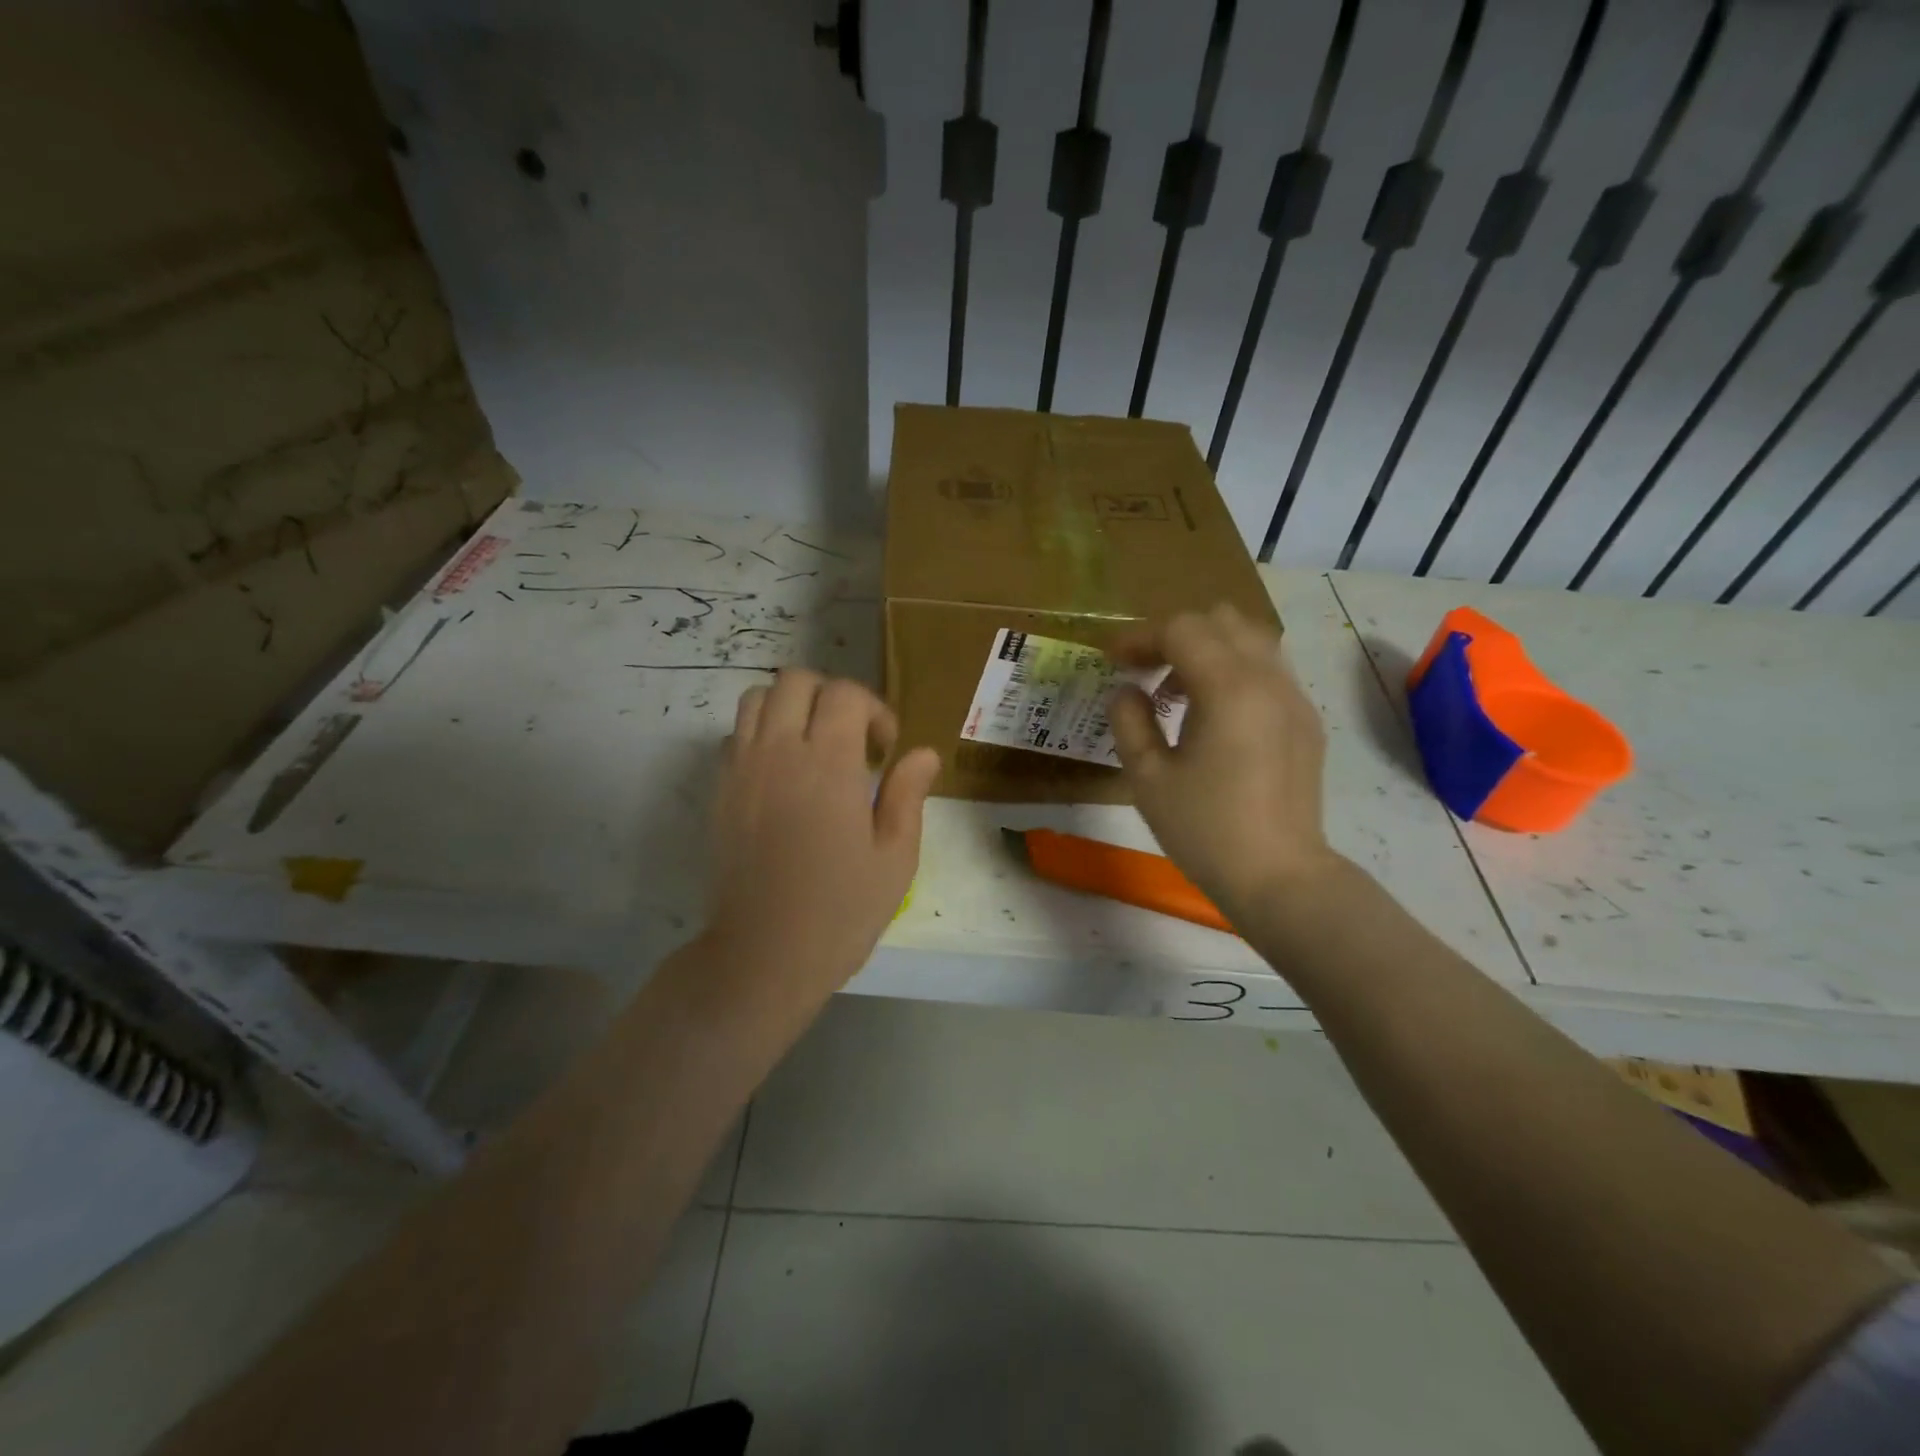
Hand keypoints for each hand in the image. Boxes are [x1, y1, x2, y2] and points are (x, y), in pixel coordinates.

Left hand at [703, 670, 939, 1009]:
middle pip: (797, 680)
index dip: (874, 710)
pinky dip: (762, 733)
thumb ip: (907, 795)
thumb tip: (923, 753)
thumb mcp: (894, 858)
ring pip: (758, 698)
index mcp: (828, 765)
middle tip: (853, 739)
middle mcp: (779, 753)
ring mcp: (742, 769)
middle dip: (832, 696)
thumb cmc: (840, 911)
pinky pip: (736, 734)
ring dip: (792, 707)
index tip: (885, 750)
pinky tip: (784, 774)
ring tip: (815, 747)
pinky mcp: (720, 791)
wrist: (763, 955)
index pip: (845, 694)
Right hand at [1109, 604, 1340, 925]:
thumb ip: (1129, 722)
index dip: (1140, 637)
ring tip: (1176, 693)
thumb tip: (1126, 692)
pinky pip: (1267, 670)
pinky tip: (1212, 716)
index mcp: (1229, 689)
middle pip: (1221, 619)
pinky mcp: (1305, 720)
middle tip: (1144, 671)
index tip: (1112, 661)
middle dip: (1175, 635)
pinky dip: (1233, 671)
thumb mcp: (1148, 779)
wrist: (1279, 877)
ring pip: (1250, 639)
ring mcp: (1294, 698)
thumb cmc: (1205, 830)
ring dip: (1207, 650)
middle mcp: (1269, 679)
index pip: (1181, 629)